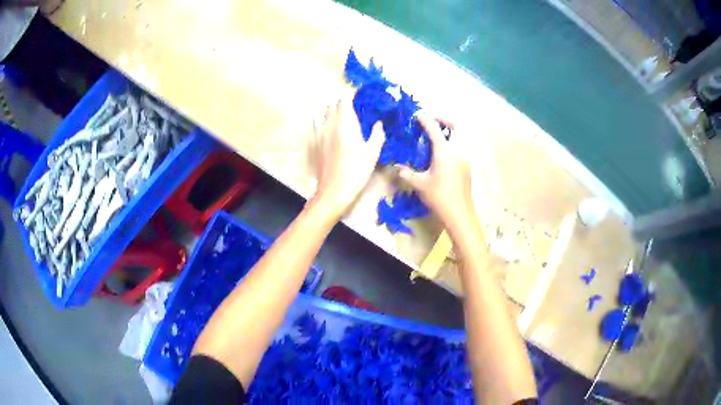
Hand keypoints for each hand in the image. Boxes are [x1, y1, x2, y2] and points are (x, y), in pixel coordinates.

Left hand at [311, 97, 384, 215]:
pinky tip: (333, 130)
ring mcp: (320, 133)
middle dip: (343, 103)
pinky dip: (326, 122)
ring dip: (333, 111)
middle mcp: (330, 125)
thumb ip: (377, 135)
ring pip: (324, 114)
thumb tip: (378, 123)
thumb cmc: (356, 172)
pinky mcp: (315, 143)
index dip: (352, 96)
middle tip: (354, 107)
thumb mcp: (373, 154)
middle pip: (333, 105)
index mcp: (345, 124)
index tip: (360, 97)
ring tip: (344, 117)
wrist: (334, 191)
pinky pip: (319, 125)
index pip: (345, 100)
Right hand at [397, 113, 474, 228]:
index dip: (425, 118)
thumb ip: (406, 172)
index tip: (417, 114)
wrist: (459, 213)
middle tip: (432, 121)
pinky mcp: (468, 165)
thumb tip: (397, 166)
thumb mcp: (419, 184)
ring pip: (462, 135)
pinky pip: (463, 145)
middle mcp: (458, 150)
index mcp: (445, 151)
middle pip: (456, 125)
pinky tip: (444, 152)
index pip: (434, 128)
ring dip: (451, 130)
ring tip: (438, 135)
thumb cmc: (439, 197)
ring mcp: (466, 157)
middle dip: (444, 119)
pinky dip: (454, 141)